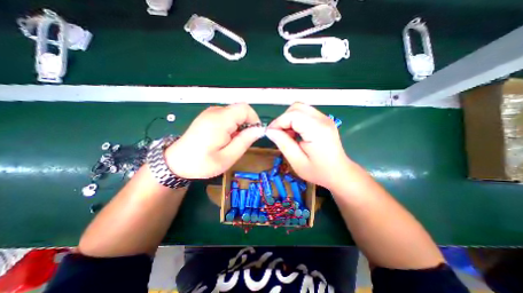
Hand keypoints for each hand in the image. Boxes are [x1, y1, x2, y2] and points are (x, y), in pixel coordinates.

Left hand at [164, 105, 263, 178]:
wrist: (176, 162)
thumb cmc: (202, 163)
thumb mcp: (228, 157)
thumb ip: (245, 141)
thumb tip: (258, 130)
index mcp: (220, 120)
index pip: (245, 109)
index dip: (254, 119)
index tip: (253, 134)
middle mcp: (215, 112)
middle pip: (240, 110)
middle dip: (246, 124)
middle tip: (241, 141)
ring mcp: (210, 112)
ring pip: (234, 113)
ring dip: (239, 126)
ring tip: (232, 142)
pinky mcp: (208, 116)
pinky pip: (227, 116)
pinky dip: (232, 125)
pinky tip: (225, 138)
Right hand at [267, 102, 350, 189]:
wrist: (339, 173)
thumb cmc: (319, 171)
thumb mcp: (297, 161)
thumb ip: (283, 143)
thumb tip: (270, 131)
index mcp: (317, 130)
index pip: (292, 115)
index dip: (278, 122)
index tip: (270, 133)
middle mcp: (323, 119)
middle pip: (296, 107)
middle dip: (283, 119)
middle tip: (278, 134)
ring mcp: (325, 118)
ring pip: (300, 108)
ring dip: (289, 119)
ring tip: (287, 134)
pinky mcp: (324, 120)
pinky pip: (305, 113)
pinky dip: (295, 120)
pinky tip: (295, 133)